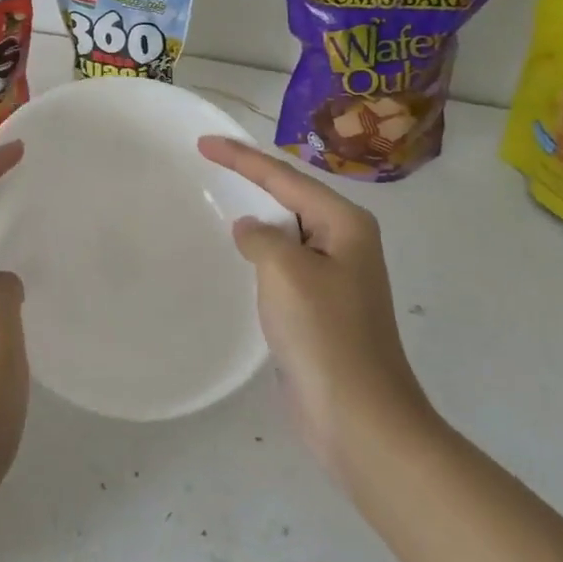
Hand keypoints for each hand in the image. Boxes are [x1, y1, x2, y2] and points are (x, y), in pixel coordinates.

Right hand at [199, 136, 437, 486]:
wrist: (358, 418)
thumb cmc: (325, 334)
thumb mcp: (285, 270)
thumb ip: (261, 237)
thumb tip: (251, 230)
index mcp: (344, 223)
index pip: (284, 177)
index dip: (241, 157)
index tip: (203, 143)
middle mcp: (344, 241)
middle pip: (290, 197)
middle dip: (251, 178)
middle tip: (209, 162)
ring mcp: (335, 276)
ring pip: (287, 231)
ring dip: (256, 215)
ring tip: (219, 198)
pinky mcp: (320, 307)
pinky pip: (284, 264)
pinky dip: (259, 252)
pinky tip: (238, 254)